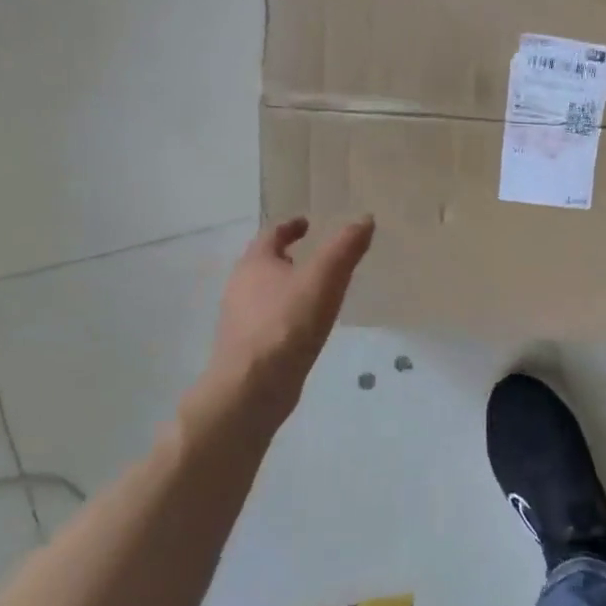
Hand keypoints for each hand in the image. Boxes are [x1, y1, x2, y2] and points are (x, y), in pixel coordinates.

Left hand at [192, 216, 374, 432]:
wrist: (254, 387)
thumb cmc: (288, 323)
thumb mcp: (325, 278)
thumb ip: (345, 247)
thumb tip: (365, 218)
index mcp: (255, 264)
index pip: (271, 234)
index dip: (291, 226)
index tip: (307, 223)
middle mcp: (240, 287)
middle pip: (264, 264)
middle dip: (288, 257)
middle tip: (317, 257)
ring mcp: (241, 320)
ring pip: (265, 293)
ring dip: (287, 288)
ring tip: (316, 293)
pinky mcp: (248, 348)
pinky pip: (270, 321)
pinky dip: (287, 315)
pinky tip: (306, 328)